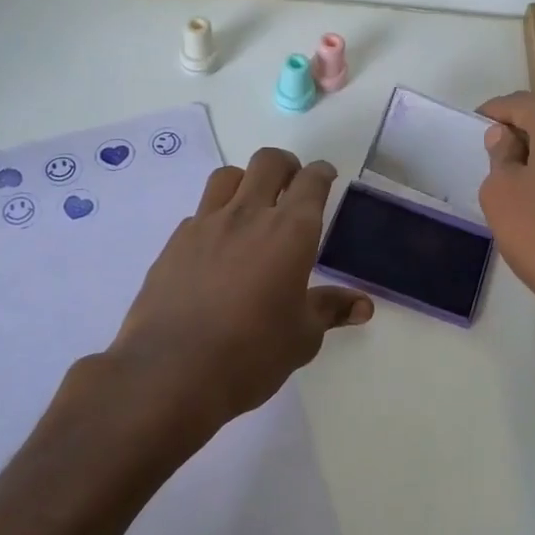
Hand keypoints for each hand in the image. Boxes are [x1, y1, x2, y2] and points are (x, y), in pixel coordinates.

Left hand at [104, 148, 371, 440]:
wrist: (171, 372)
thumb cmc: (251, 354)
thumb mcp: (302, 337)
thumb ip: (330, 310)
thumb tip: (362, 305)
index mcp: (290, 232)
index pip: (311, 183)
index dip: (322, 174)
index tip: (326, 176)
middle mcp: (248, 215)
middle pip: (268, 162)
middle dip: (286, 165)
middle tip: (292, 183)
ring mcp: (206, 225)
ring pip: (228, 176)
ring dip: (246, 180)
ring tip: (252, 205)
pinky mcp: (175, 242)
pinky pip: (200, 212)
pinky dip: (215, 217)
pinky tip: (217, 247)